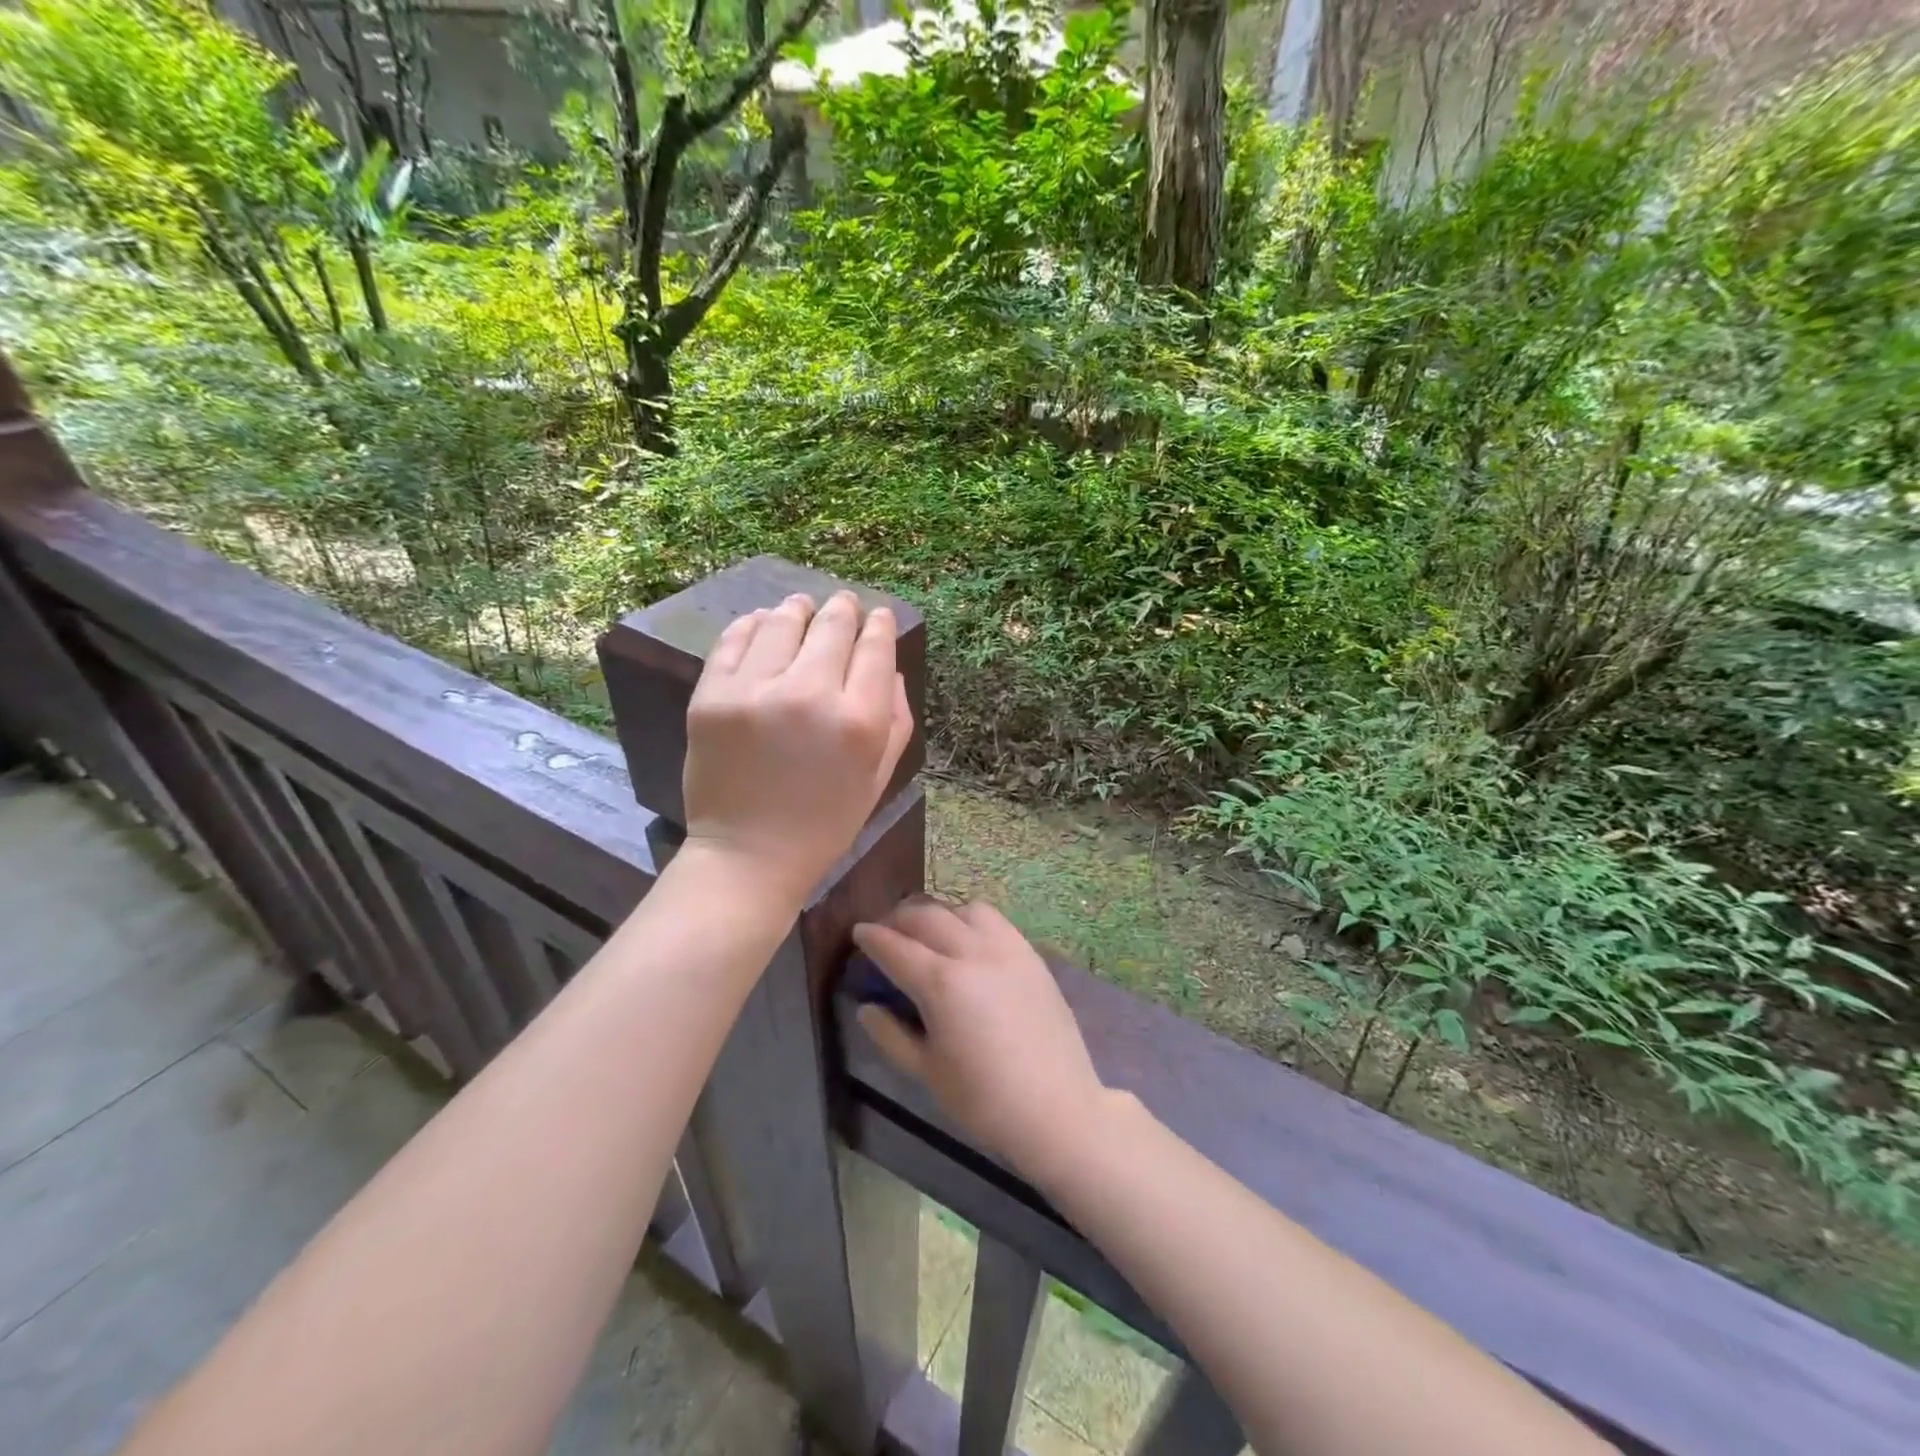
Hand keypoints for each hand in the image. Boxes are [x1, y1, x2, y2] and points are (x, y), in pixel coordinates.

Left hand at [683, 591, 911, 905]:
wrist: (748, 855)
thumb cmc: (824, 823)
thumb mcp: (878, 778)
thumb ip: (896, 719)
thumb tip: (890, 666)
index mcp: (859, 721)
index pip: (876, 648)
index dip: (880, 624)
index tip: (879, 616)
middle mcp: (810, 695)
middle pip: (833, 626)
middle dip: (844, 609)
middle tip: (844, 603)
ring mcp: (755, 691)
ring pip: (783, 622)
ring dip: (798, 610)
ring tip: (801, 607)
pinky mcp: (712, 695)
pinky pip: (735, 639)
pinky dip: (753, 624)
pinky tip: (762, 623)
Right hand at [851, 900, 1108, 1175]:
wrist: (1058, 1108)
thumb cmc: (984, 1100)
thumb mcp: (927, 1072)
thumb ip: (891, 1034)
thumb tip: (866, 1007)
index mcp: (941, 983)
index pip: (895, 947)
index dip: (871, 937)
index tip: (858, 932)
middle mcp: (972, 953)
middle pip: (927, 916)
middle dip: (899, 919)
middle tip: (886, 931)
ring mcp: (1006, 949)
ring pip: (963, 910)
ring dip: (938, 914)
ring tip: (928, 933)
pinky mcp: (1030, 954)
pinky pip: (995, 920)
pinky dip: (971, 920)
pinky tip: (968, 940)